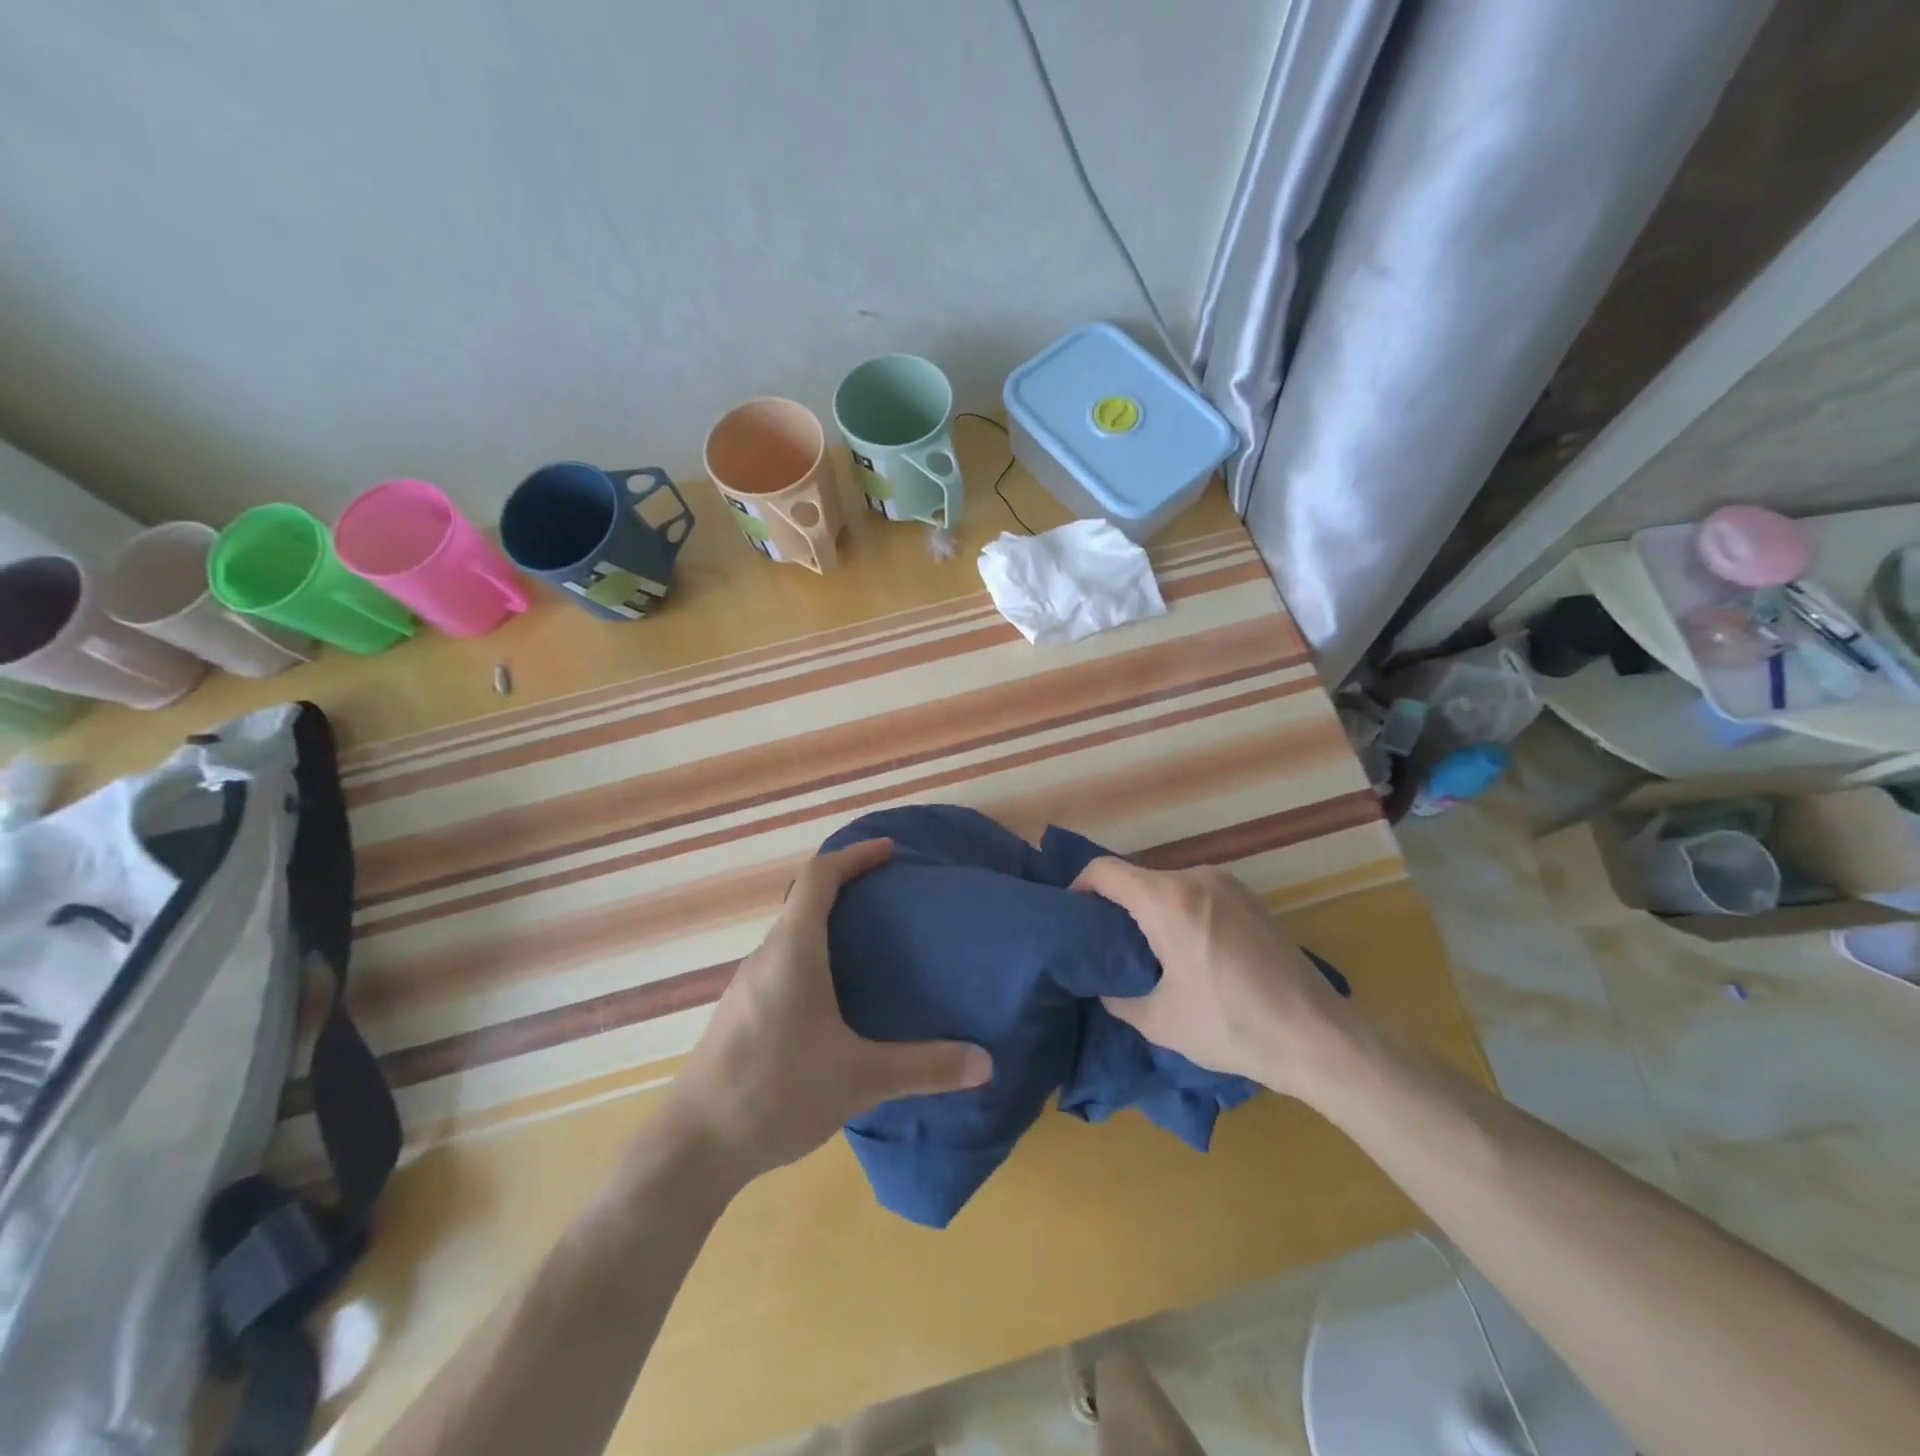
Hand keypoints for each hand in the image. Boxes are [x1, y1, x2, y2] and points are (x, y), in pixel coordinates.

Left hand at [663, 839, 993, 1184]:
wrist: (693, 1147)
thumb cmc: (776, 1092)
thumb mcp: (859, 1079)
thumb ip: (924, 1067)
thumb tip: (986, 1062)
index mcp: (793, 950)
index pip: (820, 877)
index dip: (855, 856)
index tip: (890, 851)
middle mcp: (766, 956)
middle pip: (805, 902)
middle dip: (848, 890)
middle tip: (893, 902)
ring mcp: (748, 986)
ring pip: (792, 937)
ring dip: (829, 927)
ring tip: (873, 948)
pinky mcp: (740, 1014)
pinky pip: (783, 965)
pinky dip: (814, 958)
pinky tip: (836, 1000)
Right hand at [1073, 858, 1351, 1095]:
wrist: (1320, 1037)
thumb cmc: (1233, 1026)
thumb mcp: (1160, 1021)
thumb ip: (1116, 996)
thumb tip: (1102, 984)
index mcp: (1168, 900)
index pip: (1104, 870)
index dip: (1078, 888)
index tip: (1072, 919)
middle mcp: (1197, 878)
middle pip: (1136, 877)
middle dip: (1114, 906)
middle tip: (1106, 946)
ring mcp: (1228, 884)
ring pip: (1167, 885)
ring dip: (1149, 910)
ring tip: (1147, 953)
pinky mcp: (1250, 898)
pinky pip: (1197, 893)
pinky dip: (1179, 912)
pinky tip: (1189, 952)